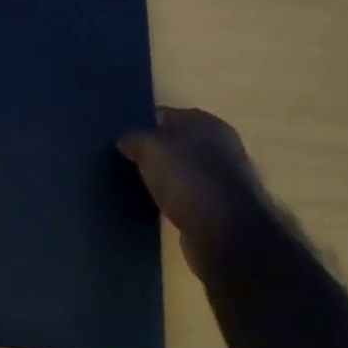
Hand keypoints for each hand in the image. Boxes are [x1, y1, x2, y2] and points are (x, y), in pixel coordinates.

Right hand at [120, 107, 273, 270]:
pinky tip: (157, 207)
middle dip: (154, 152)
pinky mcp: (222, 208)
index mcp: (205, 122)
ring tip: (138, 186)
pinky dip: (175, 200)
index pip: (165, 114)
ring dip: (165, 178)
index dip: (142, 124)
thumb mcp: (150, 148)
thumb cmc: (187, 177)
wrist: (227, 233)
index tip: (120, 138)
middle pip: (176, 143)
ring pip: (183, 171)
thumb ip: (135, 140)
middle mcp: (219, 145)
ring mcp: (223, 177)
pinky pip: (190, 196)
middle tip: (126, 162)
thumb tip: (125, 142)